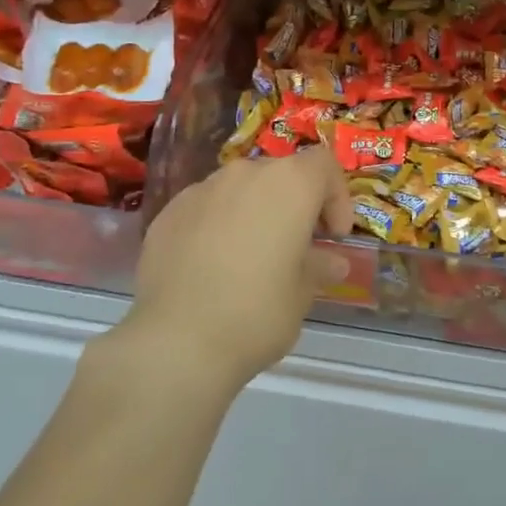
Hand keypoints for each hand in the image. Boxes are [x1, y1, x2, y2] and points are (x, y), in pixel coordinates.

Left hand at [117, 148, 352, 394]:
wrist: (176, 341)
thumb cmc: (257, 312)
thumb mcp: (302, 294)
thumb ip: (319, 267)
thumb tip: (332, 262)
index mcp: (290, 184)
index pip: (324, 165)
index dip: (336, 196)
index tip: (333, 235)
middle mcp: (246, 173)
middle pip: (281, 173)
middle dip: (294, 203)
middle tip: (297, 245)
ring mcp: (202, 189)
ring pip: (240, 188)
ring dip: (254, 211)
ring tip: (252, 256)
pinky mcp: (169, 212)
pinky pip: (206, 207)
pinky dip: (218, 224)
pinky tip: (212, 266)